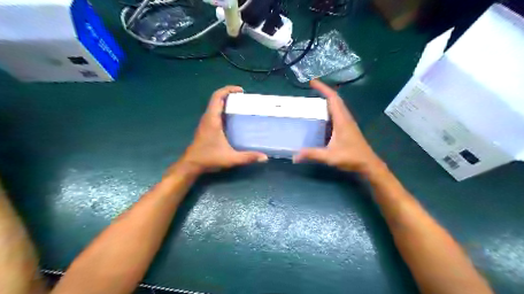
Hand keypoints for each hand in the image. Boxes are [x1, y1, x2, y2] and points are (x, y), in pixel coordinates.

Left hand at [174, 86, 266, 175]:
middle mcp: (208, 118)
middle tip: (244, 99)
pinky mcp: (206, 127)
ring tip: (240, 106)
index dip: (228, 90)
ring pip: (215, 105)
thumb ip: (247, 157)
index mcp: (212, 119)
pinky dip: (223, 110)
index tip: (241, 91)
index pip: (217, 97)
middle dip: (230, 95)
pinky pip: (214, 112)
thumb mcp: (231, 158)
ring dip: (226, 102)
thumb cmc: (209, 158)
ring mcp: (206, 122)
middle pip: (216, 99)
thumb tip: (264, 157)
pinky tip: (232, 118)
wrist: (191, 164)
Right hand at [293, 79, 385, 177]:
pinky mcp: (347, 128)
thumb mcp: (330, 156)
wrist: (368, 164)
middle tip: (310, 90)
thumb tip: (294, 156)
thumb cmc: (351, 158)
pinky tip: (321, 117)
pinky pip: (337, 114)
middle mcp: (345, 118)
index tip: (312, 82)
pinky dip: (329, 110)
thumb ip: (312, 154)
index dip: (323, 88)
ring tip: (313, 101)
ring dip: (327, 100)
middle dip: (324, 92)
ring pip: (337, 106)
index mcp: (342, 120)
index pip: (333, 98)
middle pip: (335, 99)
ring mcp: (348, 123)